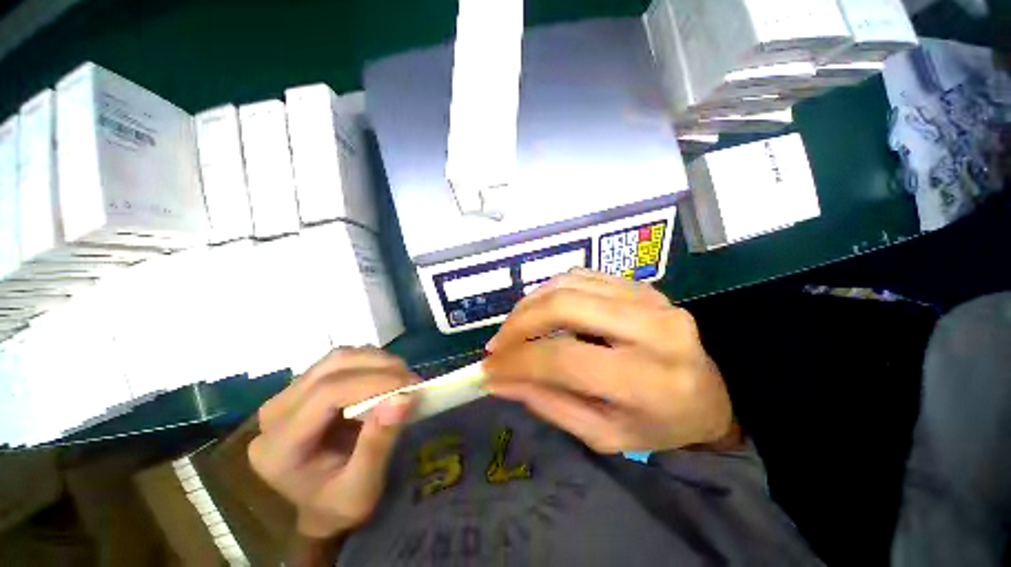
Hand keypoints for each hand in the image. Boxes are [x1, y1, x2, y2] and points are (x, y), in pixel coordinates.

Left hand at [248, 347, 418, 538]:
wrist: (320, 505)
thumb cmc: (338, 505)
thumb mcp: (361, 490)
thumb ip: (378, 445)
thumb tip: (404, 397)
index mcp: (278, 448)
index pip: (325, 394)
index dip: (372, 382)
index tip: (411, 386)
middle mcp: (274, 415)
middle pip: (331, 368)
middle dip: (379, 367)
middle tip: (412, 380)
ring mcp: (286, 396)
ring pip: (336, 358)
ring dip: (376, 361)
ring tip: (402, 378)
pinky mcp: (303, 387)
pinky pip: (340, 361)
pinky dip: (369, 362)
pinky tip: (385, 377)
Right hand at [483, 269, 731, 453]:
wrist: (709, 394)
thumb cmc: (659, 425)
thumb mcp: (604, 433)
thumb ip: (549, 404)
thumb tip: (499, 380)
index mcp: (648, 380)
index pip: (564, 360)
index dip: (517, 362)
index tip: (488, 369)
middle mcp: (652, 329)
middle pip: (564, 307)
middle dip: (519, 323)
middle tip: (497, 344)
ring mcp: (647, 298)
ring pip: (568, 284)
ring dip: (530, 303)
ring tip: (513, 328)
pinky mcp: (638, 285)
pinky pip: (580, 275)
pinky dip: (549, 289)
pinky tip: (540, 309)